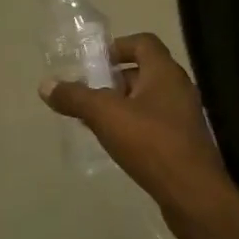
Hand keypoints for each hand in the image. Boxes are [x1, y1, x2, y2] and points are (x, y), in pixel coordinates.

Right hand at [39, 33, 233, 212]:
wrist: (193, 195)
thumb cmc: (151, 144)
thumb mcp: (106, 116)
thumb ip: (76, 97)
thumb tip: (45, 85)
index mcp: (165, 72)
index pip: (143, 42)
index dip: (117, 47)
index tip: (92, 63)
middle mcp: (178, 88)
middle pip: (143, 71)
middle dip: (113, 80)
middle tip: (86, 93)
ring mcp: (183, 116)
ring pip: (147, 100)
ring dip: (121, 105)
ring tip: (93, 120)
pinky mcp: (183, 142)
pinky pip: (153, 123)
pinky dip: (133, 126)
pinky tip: (114, 144)